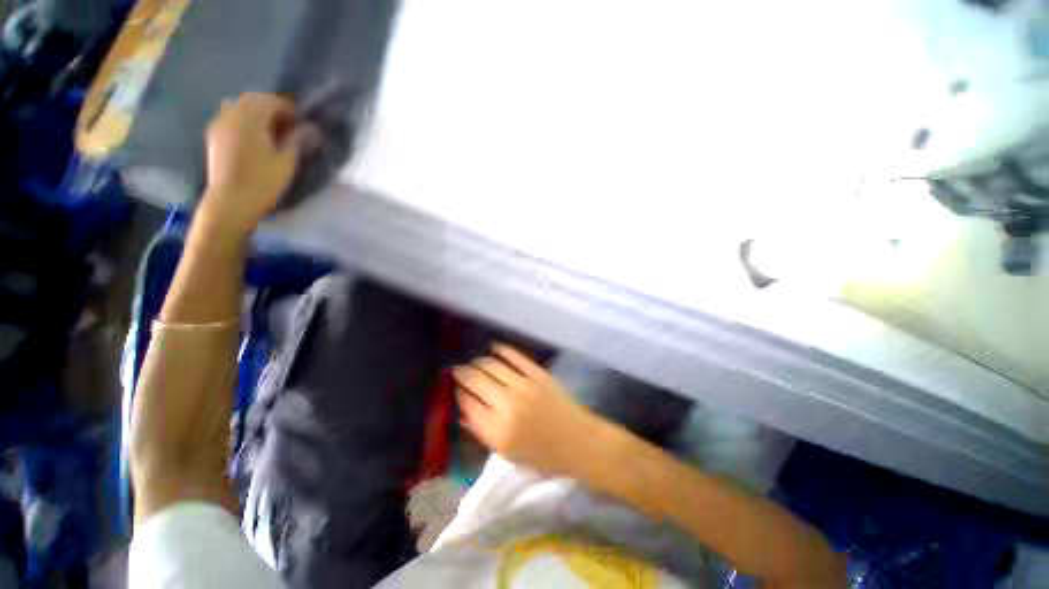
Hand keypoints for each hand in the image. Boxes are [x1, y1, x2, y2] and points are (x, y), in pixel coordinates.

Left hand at [199, 93, 305, 235]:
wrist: (231, 202)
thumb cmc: (263, 182)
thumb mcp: (287, 162)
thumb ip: (298, 141)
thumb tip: (312, 130)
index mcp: (250, 118)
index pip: (271, 101)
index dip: (289, 110)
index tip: (301, 125)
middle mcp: (231, 114)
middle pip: (253, 100)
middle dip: (272, 108)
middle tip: (288, 127)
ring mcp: (219, 124)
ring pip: (240, 106)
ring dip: (257, 113)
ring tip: (271, 131)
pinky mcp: (214, 135)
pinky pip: (230, 116)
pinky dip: (244, 120)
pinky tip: (253, 136)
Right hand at [454, 344, 606, 474]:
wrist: (578, 441)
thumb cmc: (543, 455)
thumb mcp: (507, 454)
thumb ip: (482, 432)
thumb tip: (461, 412)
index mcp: (498, 430)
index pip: (468, 403)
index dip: (458, 393)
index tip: (455, 388)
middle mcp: (507, 404)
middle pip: (476, 380)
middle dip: (462, 373)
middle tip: (457, 370)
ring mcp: (523, 385)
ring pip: (491, 365)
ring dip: (478, 361)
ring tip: (473, 362)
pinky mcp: (537, 373)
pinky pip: (514, 356)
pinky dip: (501, 350)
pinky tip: (493, 348)